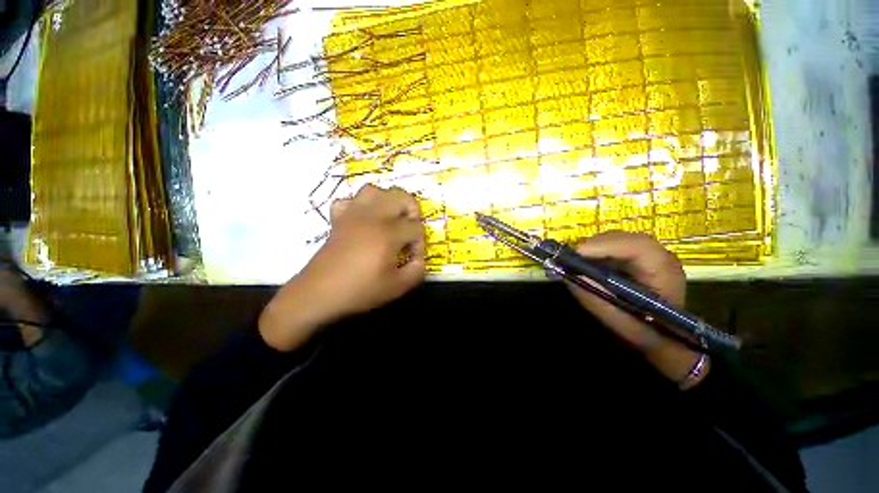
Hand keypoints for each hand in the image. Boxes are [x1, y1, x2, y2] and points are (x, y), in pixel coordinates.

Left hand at [259, 185, 425, 350]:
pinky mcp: (338, 219)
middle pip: (401, 196)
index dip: (420, 243)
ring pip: (374, 190)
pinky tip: (363, 221)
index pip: (416, 227)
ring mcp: (352, 214)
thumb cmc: (360, 291)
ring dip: (387, 202)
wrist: (318, 294)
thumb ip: (417, 270)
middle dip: (412, 211)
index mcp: (388, 233)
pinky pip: (349, 200)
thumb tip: (419, 258)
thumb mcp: (397, 287)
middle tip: (409, 230)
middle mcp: (372, 216)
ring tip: (389, 220)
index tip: (413, 258)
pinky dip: (359, 206)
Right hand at [566, 232, 707, 387]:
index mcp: (664, 271)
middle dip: (594, 246)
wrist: (666, 338)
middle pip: (623, 239)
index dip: (606, 246)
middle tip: (569, 258)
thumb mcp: (621, 322)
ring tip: (575, 263)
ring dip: (593, 249)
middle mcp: (659, 256)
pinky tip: (585, 265)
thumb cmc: (647, 333)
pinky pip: (612, 247)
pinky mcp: (636, 258)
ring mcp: (648, 255)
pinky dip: (595, 254)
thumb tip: (570, 277)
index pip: (638, 246)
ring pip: (616, 240)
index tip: (577, 253)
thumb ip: (598, 300)